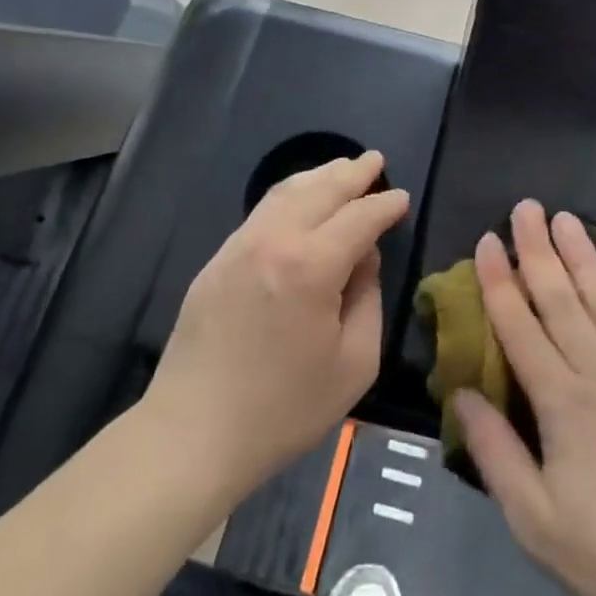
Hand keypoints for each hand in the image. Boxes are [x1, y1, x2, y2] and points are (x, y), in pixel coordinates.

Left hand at [146, 152, 409, 500]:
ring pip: (286, 192)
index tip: (402, 199)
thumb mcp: (354, 363)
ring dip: (320, 175)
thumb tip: (364, 260)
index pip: (359, 217)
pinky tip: (300, 197)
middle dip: (353, 172)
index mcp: (312, 265)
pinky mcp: (218, 260)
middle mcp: (274, 240)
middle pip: (321, 189)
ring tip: (343, 167)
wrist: (193, 434)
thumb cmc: (284, 409)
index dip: (385, 206)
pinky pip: (261, 211)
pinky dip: (289, 194)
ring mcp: (240, 245)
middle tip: (376, 161)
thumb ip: (368, 299)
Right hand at [455, 201, 595, 595]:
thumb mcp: (536, 523)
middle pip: (561, 298)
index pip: (519, 325)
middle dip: (538, 249)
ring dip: (582, 255)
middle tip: (525, 207)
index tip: (488, 241)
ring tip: (566, 217)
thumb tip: (459, 394)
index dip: (499, 280)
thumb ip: (495, 453)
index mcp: (561, 403)